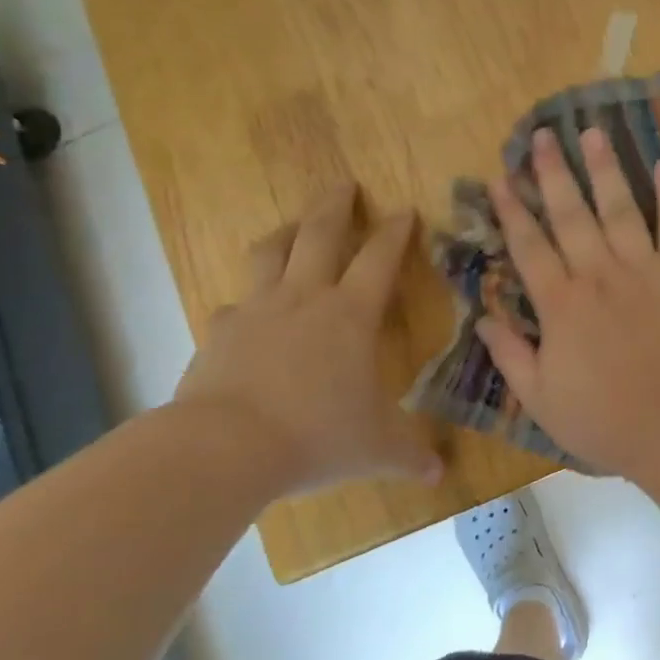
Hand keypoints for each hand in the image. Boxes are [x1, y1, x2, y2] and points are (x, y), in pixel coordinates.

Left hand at [172, 183, 440, 497]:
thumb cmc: (316, 436)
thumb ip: (410, 456)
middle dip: (336, 206)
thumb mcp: (376, 449)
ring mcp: (257, 311)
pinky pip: (235, 305)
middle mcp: (305, 299)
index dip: (395, 232)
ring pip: (271, 253)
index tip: (404, 210)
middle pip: (319, 234)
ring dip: (286, 233)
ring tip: (294, 225)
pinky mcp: (219, 332)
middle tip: (344, 184)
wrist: (225, 447)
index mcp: (350, 315)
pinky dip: (246, 302)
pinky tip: (246, 312)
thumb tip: (440, 475)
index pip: (380, 258)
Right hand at [478, 128, 659, 474]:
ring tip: (592, 133)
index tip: (500, 176)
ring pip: (619, 208)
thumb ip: (510, 354)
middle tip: (542, 136)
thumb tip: (483, 316)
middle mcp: (597, 274)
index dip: (512, 210)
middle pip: (570, 214)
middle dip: (552, 173)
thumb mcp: (540, 397)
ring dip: (604, 169)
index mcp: (560, 303)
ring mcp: (644, 269)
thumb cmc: (604, 419)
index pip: (529, 246)